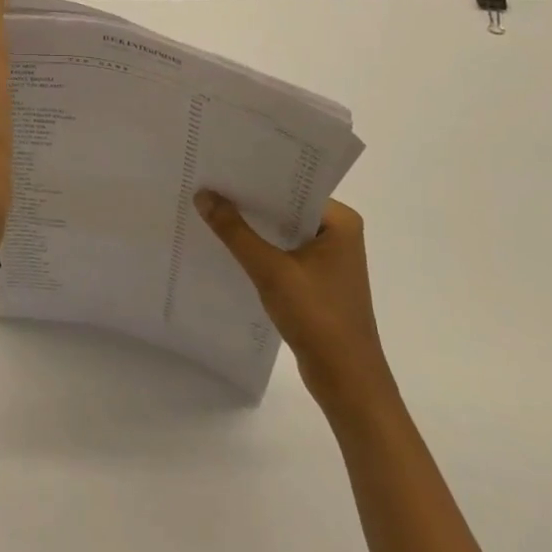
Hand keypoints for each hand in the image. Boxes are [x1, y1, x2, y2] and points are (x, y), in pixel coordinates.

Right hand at [195, 192, 394, 411]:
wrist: (348, 384)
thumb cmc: (318, 319)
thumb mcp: (271, 271)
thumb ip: (235, 232)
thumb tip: (203, 195)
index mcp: (340, 221)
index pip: (292, 186)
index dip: (256, 178)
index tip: (221, 167)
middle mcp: (338, 233)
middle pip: (285, 208)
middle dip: (250, 202)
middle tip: (208, 185)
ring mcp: (329, 259)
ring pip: (282, 232)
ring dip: (253, 228)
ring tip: (211, 210)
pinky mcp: (318, 281)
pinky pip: (283, 253)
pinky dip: (260, 250)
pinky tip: (229, 246)